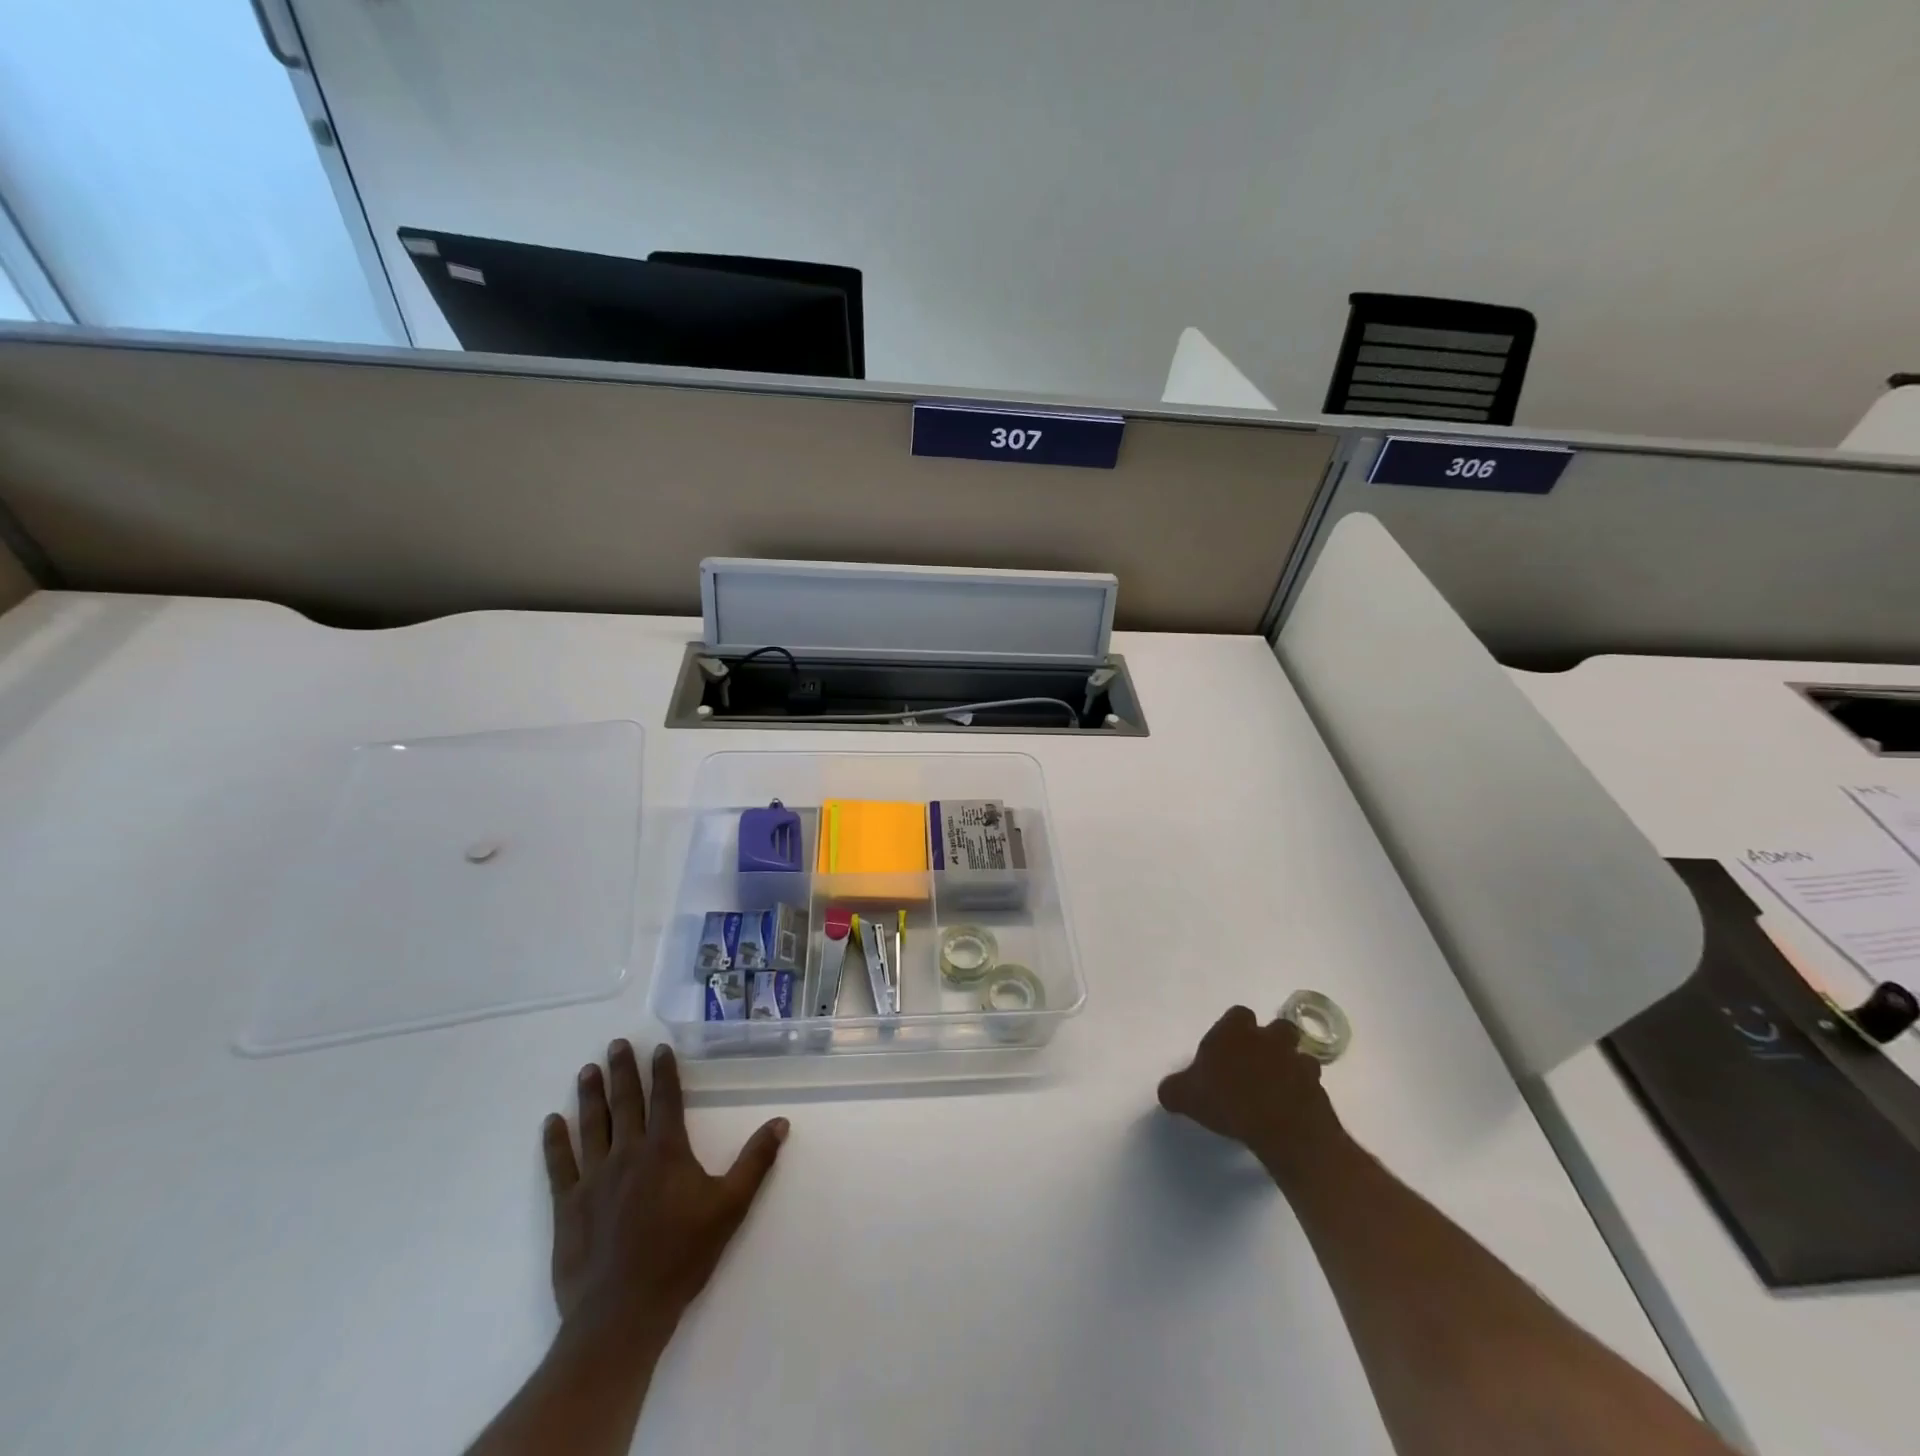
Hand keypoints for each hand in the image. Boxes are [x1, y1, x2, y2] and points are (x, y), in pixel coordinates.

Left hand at [542, 1041, 788, 1351]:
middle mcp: (628, 1154)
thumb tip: (780, 1122)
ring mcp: (594, 1178)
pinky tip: (552, 1122)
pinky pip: (560, 1165)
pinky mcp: (568, 1206)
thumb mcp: (730, 1208)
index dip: (663, 1072)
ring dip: (590, 1096)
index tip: (659, 1048)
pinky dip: (555, 1142)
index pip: (665, 1099)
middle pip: (625, 1103)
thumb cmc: (680, 1257)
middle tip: (616, 1044)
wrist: (622, 1314)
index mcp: (665, 1151)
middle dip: (622, 1071)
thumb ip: (755, 1162)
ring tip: (587, 1070)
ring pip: (592, 1125)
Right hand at [1157, 1006, 1342, 1180]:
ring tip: (1279, 1085)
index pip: (1238, 1014)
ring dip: (1291, 1064)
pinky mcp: (1317, 1086)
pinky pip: (1311, 1082)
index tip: (1228, 1048)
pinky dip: (1304, 1090)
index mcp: (1235, 1031)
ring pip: (1298, 1053)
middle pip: (1276, 1027)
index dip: (1235, 1029)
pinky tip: (1293, 1106)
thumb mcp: (1186, 1097)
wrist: (1281, 1126)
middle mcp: (1267, 1037)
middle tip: (1258, 1063)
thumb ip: (1174, 1089)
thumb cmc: (1228, 1101)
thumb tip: (1167, 1090)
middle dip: (1271, 1041)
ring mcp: (1296, 1059)